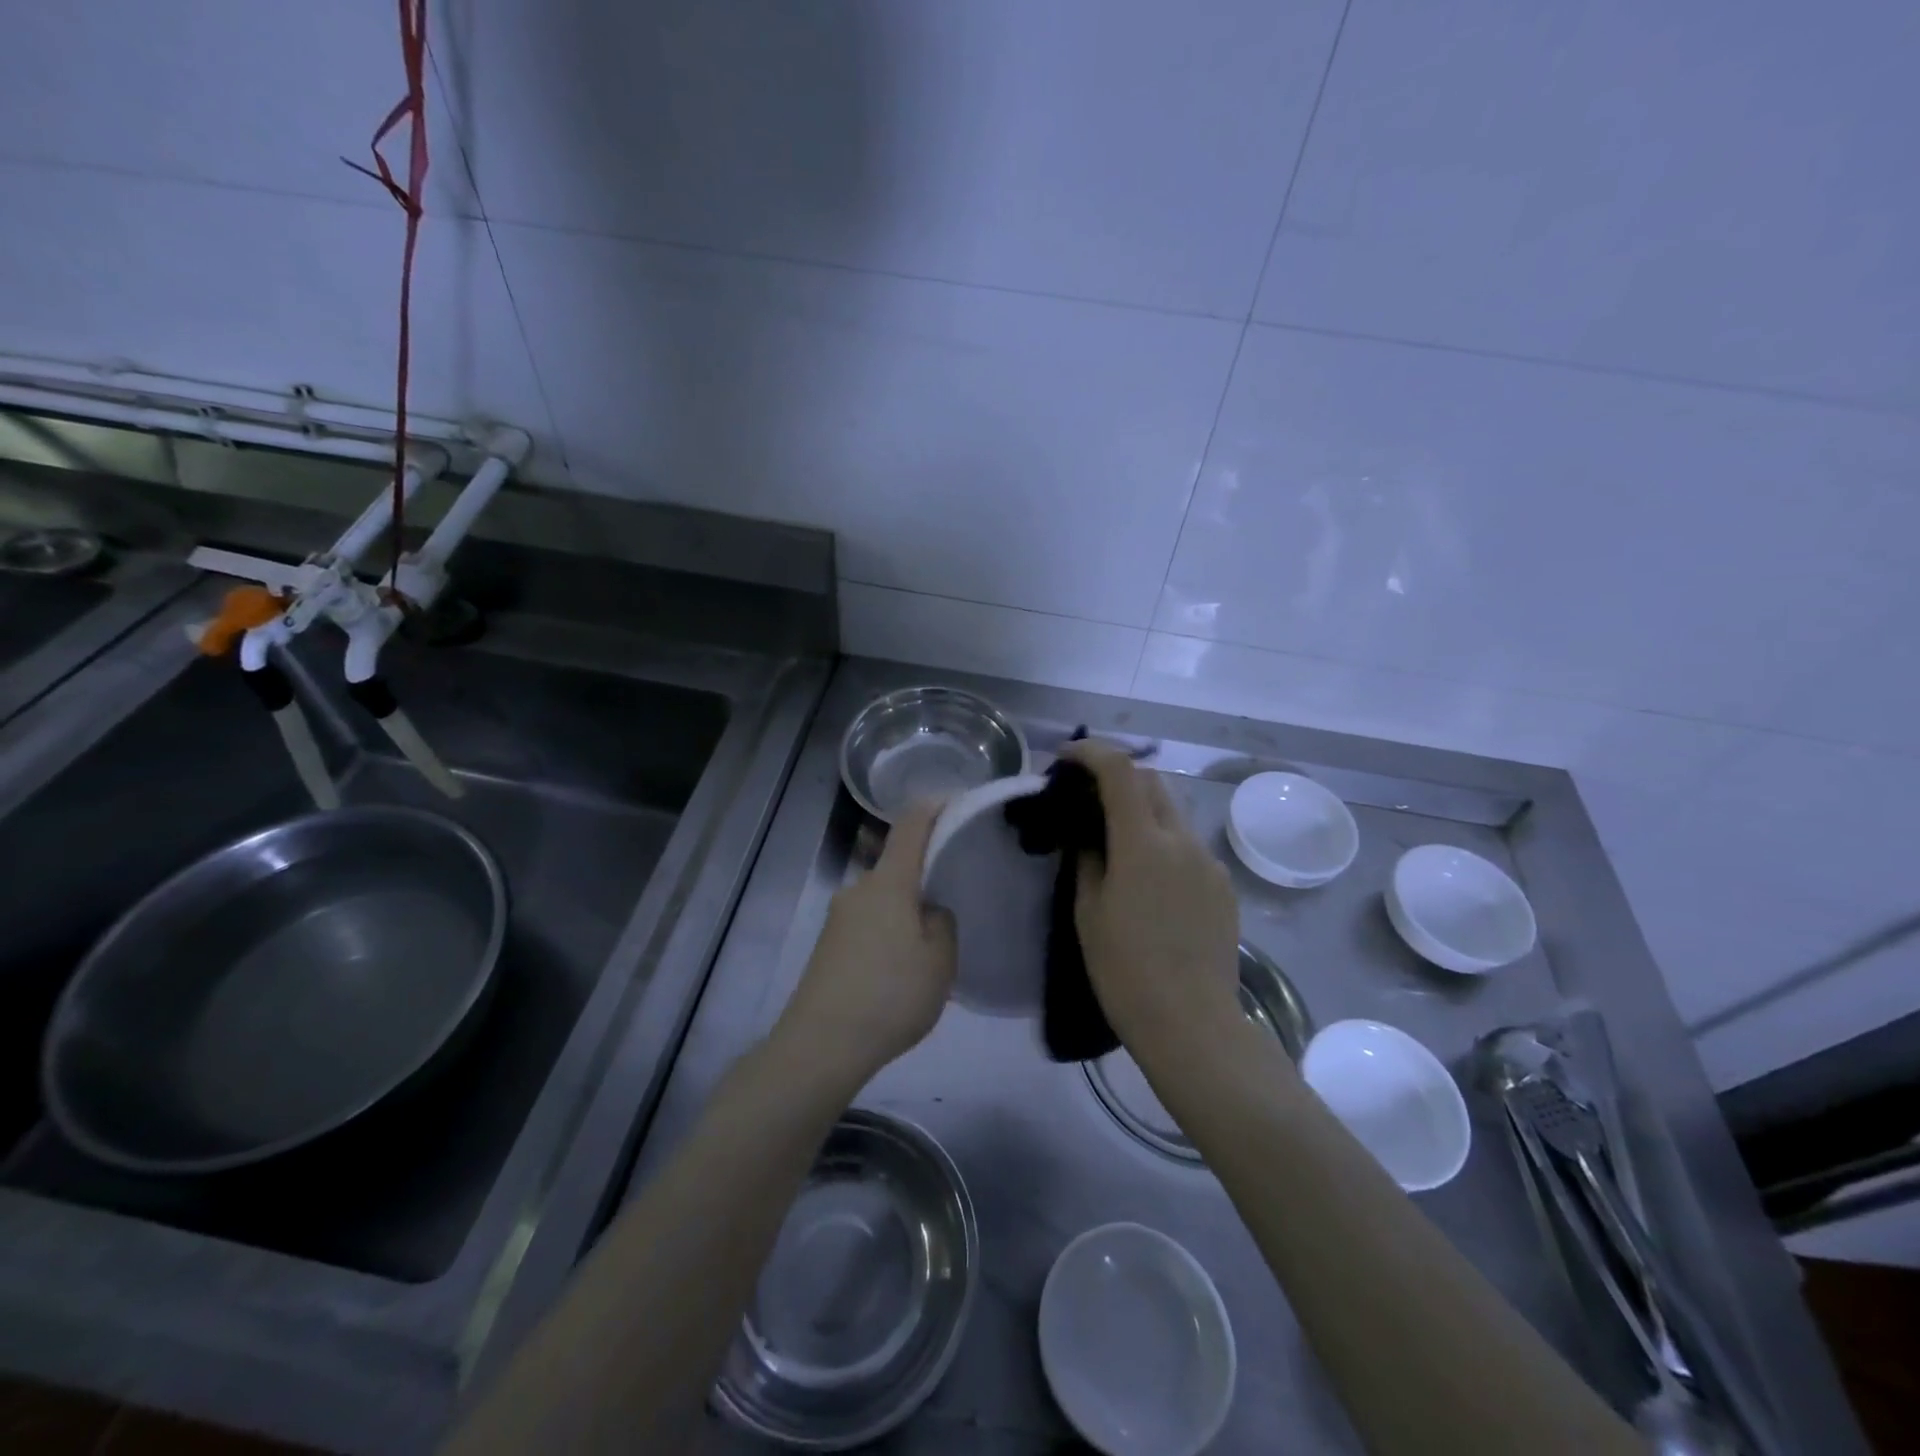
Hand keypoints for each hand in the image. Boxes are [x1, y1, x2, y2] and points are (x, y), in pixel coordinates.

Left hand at [774, 801, 956, 1088]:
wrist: (820, 1045)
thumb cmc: (890, 994)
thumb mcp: (939, 960)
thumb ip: (942, 923)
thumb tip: (927, 911)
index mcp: (889, 882)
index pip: (910, 826)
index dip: (932, 808)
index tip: (953, 802)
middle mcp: (858, 889)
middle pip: (896, 866)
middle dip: (923, 877)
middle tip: (951, 902)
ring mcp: (837, 917)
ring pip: (882, 900)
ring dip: (904, 912)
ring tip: (927, 951)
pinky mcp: (827, 946)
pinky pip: (867, 925)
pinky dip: (886, 935)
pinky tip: (897, 972)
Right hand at [1063, 742, 1240, 1058]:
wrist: (1193, 1025)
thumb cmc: (1126, 971)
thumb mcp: (1089, 912)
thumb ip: (1088, 860)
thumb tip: (1090, 836)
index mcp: (1144, 843)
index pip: (1120, 770)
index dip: (1091, 752)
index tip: (1065, 758)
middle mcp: (1183, 841)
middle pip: (1152, 782)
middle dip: (1117, 776)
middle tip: (1086, 796)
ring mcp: (1209, 863)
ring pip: (1172, 813)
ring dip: (1141, 809)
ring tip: (1114, 839)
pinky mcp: (1223, 886)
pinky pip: (1188, 846)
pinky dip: (1162, 841)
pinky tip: (1148, 878)